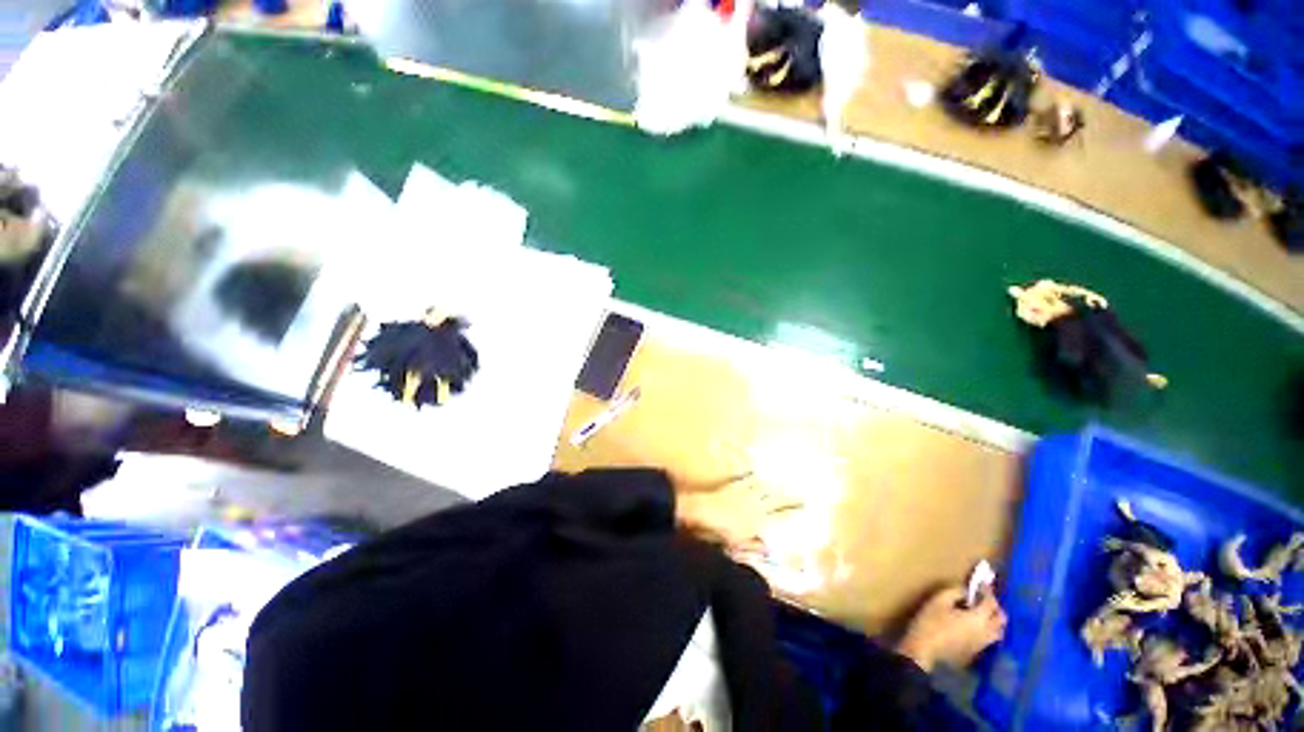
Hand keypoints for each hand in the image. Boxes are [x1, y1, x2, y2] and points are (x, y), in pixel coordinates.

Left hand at [675, 474, 801, 555]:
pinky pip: (746, 479)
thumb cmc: (719, 532)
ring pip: (763, 487)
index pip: (780, 514)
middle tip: (802, 493)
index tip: (806, 506)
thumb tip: (769, 549)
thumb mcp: (738, 544)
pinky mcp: (733, 486)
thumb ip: (754, 546)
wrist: (701, 512)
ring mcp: (744, 493)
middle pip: (775, 498)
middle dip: (789, 496)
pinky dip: (752, 475)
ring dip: (773, 485)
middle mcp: (755, 504)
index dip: (793, 510)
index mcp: (758, 520)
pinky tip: (757, 472)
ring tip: (784, 482)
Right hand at [895, 586, 1006, 672]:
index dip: (988, 591)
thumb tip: (965, 591)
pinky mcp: (976, 651)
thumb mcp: (938, 600)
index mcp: (978, 618)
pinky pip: (990, 639)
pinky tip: (976, 627)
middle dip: (996, 606)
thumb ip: (955, 592)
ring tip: (983, 612)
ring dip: (995, 620)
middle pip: (1001, 619)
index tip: (983, 583)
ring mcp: (982, 644)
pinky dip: (988, 630)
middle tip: (985, 598)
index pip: (991, 603)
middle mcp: (986, 632)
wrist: (925, 649)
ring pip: (998, 631)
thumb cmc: (931, 622)